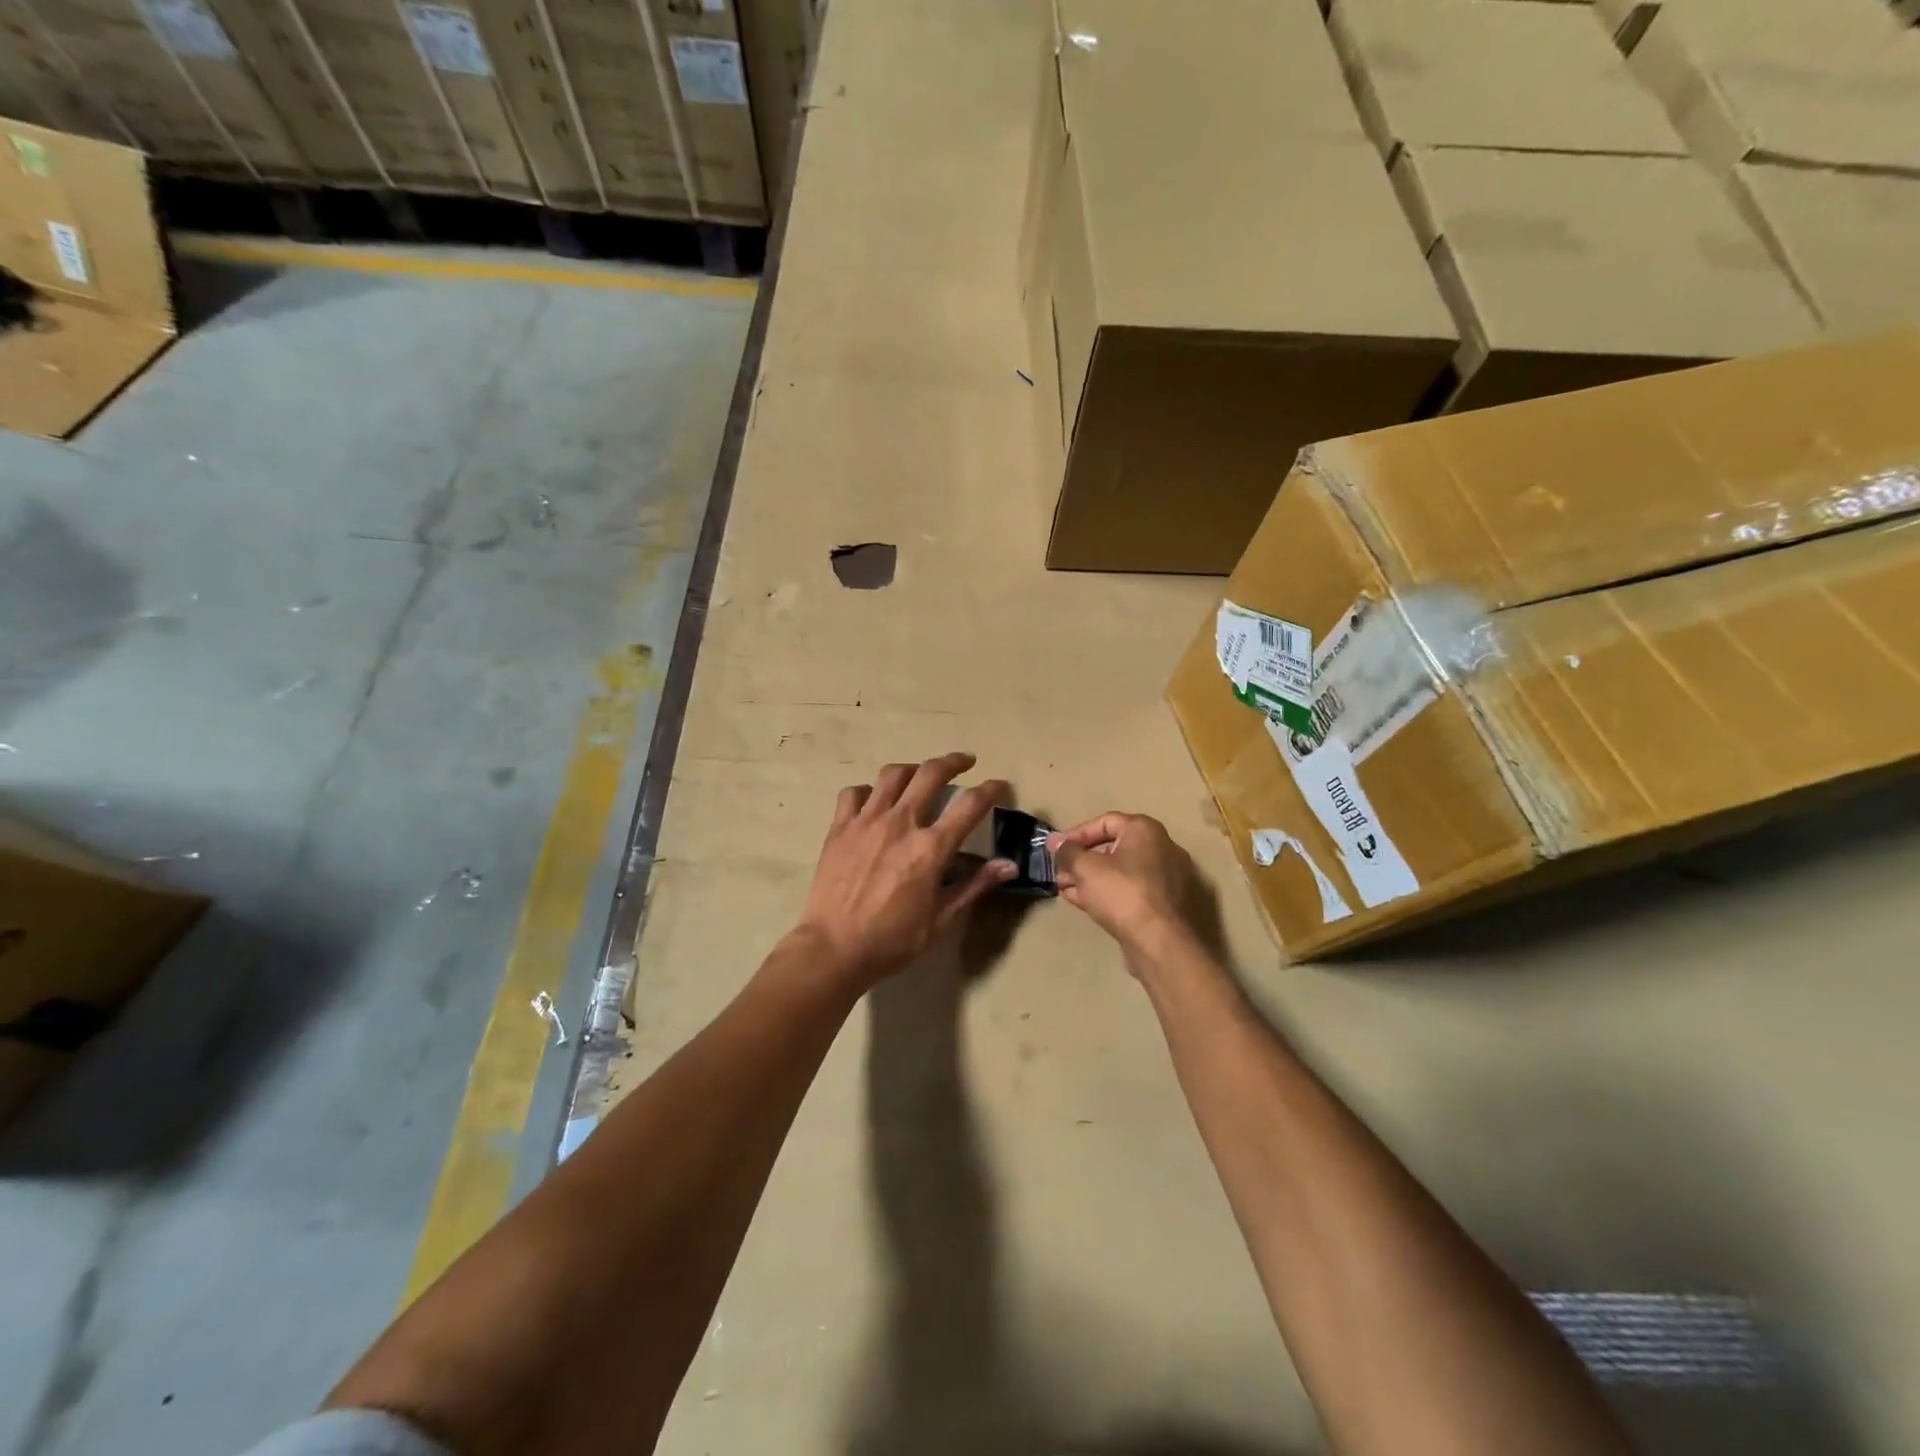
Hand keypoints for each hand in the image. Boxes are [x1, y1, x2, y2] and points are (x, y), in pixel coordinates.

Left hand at [793, 752, 1015, 989]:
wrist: (833, 948)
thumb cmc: (892, 940)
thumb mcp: (941, 919)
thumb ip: (974, 886)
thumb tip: (1009, 865)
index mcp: (930, 848)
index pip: (970, 805)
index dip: (990, 790)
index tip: (999, 785)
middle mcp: (900, 823)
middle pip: (930, 774)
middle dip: (953, 762)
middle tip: (965, 761)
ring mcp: (866, 821)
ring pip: (892, 775)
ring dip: (912, 769)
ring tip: (919, 774)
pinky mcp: (839, 828)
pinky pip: (854, 793)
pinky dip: (868, 790)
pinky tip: (873, 800)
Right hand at [1048, 813, 1195, 963]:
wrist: (1160, 943)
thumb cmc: (1123, 894)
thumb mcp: (1086, 869)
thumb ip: (1068, 852)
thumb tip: (1054, 841)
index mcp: (1145, 831)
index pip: (1105, 822)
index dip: (1076, 834)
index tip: (1056, 849)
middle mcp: (1160, 848)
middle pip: (1112, 846)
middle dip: (1081, 859)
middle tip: (1059, 871)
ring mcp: (1165, 877)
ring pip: (1120, 871)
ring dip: (1090, 877)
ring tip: (1064, 888)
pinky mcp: (1163, 903)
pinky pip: (1129, 889)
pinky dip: (1107, 891)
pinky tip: (1082, 901)